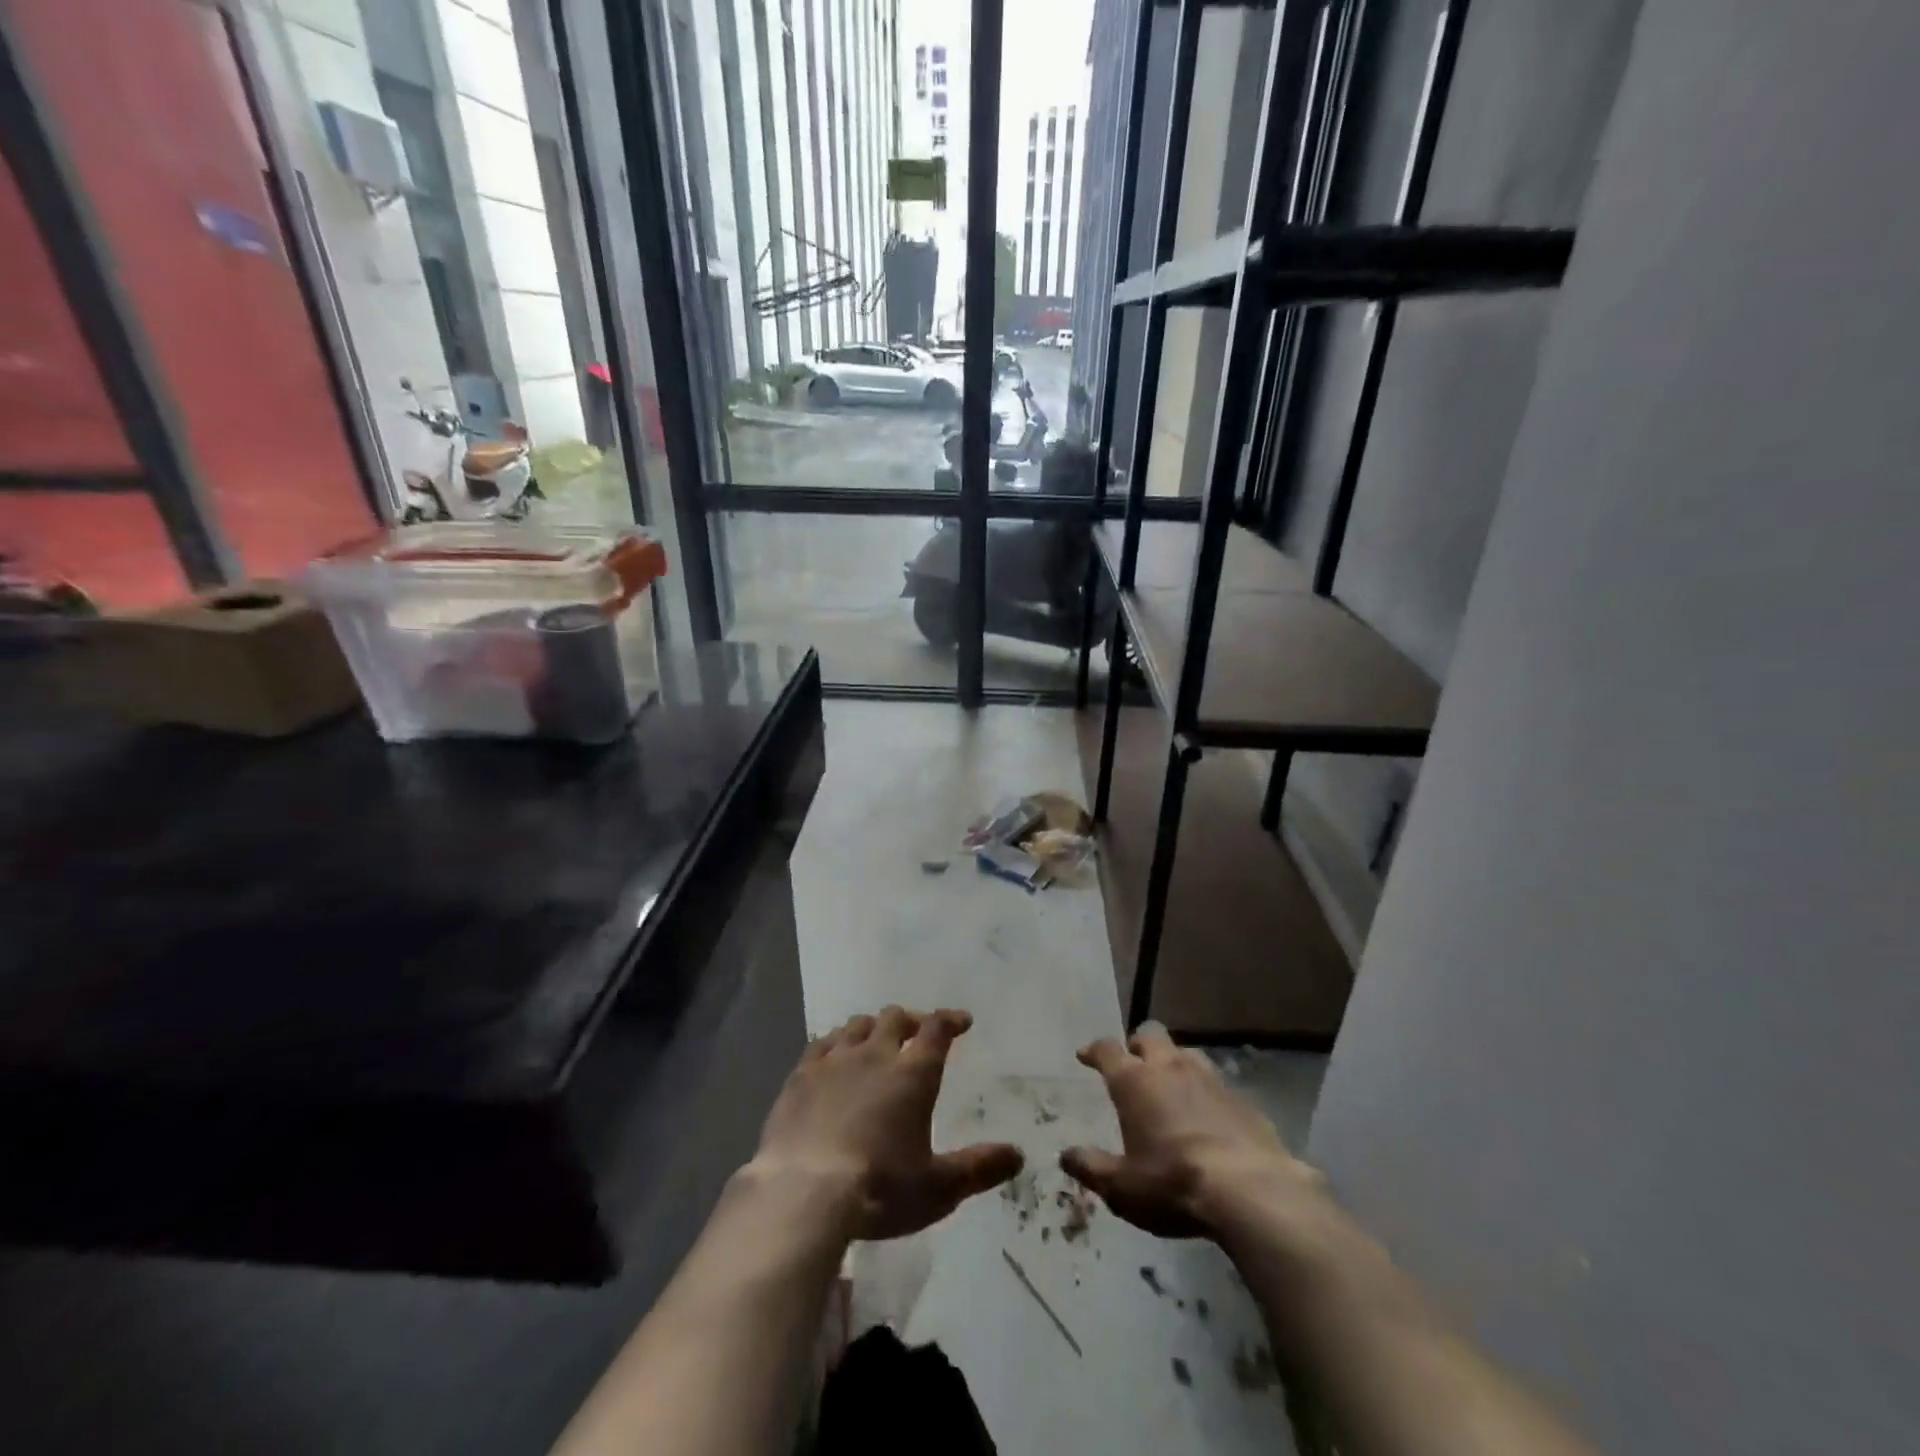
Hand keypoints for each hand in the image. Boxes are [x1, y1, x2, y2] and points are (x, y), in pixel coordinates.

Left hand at [751, 1007, 1023, 1240]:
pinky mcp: (800, 1076)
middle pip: (895, 1019)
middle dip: (911, 1020)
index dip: (951, 1020)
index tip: (962, 1021)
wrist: (803, 1193)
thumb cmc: (879, 1189)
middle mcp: (875, 1055)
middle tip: (918, 1031)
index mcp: (913, 1074)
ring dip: (872, 1027)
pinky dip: (835, 1042)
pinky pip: (821, 1043)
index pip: (937, 1030)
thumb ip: (979, 1168)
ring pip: (857, 1025)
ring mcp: (834, 1061)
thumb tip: (1018, 1155)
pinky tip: (834, 1054)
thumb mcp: (938, 1188)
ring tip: (876, 1039)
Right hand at [1062, 1024, 1325, 1238]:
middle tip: (1133, 1062)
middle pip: (1150, 1035)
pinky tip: (1208, 1114)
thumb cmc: (1173, 1183)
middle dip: (1138, 1044)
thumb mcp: (1123, 1187)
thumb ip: (1092, 1168)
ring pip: (1186, 1052)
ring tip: (1170, 1083)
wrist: (1251, 1190)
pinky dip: (1205, 1092)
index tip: (1085, 1055)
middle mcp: (1169, 1068)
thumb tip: (1066, 1156)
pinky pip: (1216, 1083)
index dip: (1094, 1050)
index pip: (1107, 1050)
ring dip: (1174, 1062)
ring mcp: (1209, 1079)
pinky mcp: (1242, 1098)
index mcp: (1134, 1081)